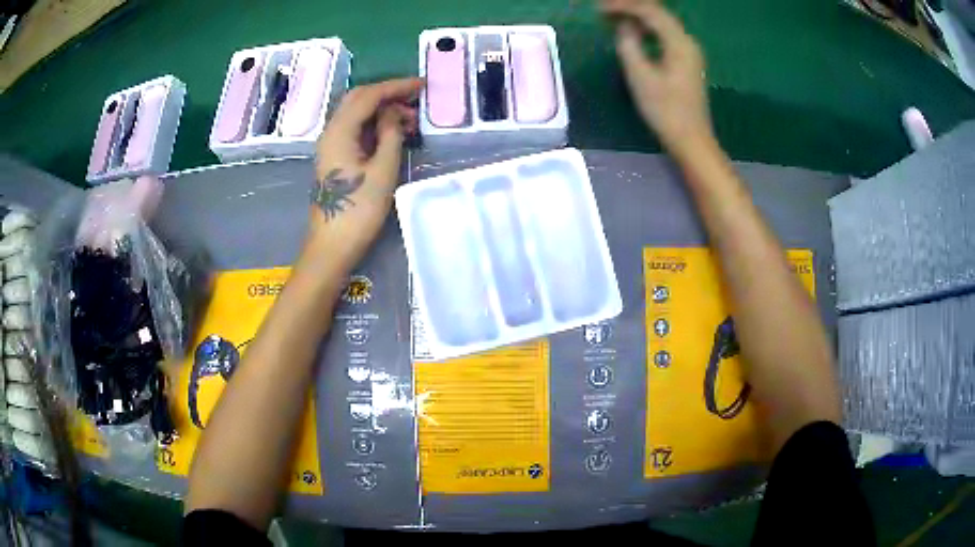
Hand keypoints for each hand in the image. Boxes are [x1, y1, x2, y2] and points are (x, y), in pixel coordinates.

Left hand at [310, 78, 422, 266]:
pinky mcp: (334, 157)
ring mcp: (330, 145)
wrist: (332, 245)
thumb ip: (391, 134)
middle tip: (416, 99)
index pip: (369, 95)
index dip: (396, 86)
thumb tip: (394, 113)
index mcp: (340, 131)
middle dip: (388, 93)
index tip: (422, 85)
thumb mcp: (383, 170)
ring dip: (382, 109)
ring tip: (411, 120)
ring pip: (356, 113)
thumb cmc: (359, 210)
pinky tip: (393, 133)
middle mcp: (331, 132)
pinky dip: (374, 124)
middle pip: (358, 99)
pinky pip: (355, 129)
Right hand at [601, 0, 712, 158]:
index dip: (624, 6)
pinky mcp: (686, 60)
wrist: (691, 140)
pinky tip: (633, 33)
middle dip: (631, 8)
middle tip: (604, 11)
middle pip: (658, 13)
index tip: (599, 9)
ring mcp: (689, 51)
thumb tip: (624, 25)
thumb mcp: (640, 76)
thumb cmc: (665, 111)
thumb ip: (629, 44)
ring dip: (638, 17)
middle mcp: (688, 41)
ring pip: (662, 23)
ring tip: (613, 19)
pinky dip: (647, 29)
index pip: (650, 11)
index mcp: (680, 42)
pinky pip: (665, 34)